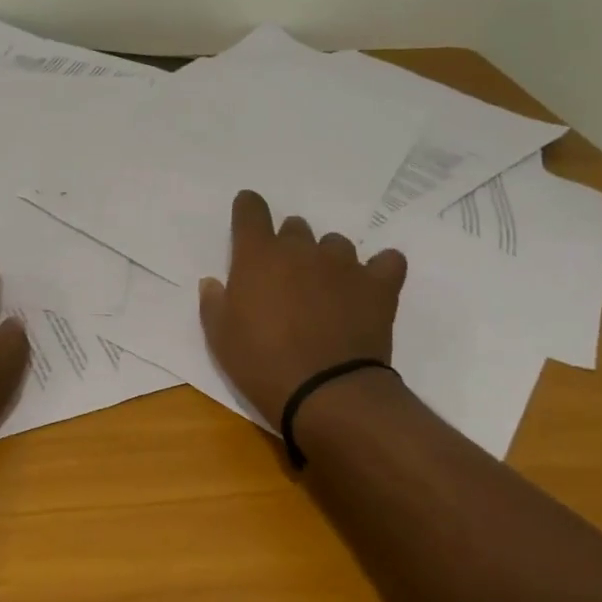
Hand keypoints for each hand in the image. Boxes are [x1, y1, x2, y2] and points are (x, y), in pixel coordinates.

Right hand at [199, 189, 406, 419]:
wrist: (326, 393)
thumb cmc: (262, 364)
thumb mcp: (220, 338)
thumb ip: (214, 302)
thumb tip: (213, 282)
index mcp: (258, 255)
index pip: (251, 209)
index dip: (248, 208)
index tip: (247, 216)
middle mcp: (300, 249)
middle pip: (295, 227)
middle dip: (288, 245)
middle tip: (286, 279)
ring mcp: (343, 264)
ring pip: (335, 243)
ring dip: (328, 259)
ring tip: (327, 290)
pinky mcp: (378, 285)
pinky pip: (387, 261)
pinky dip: (379, 270)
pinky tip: (371, 286)